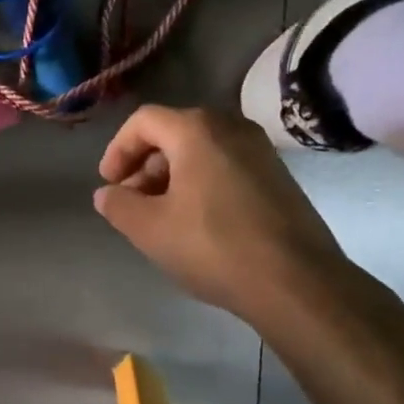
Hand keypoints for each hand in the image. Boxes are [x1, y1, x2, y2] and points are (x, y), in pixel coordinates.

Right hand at [93, 105, 351, 320]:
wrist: (296, 281)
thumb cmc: (213, 247)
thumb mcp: (150, 229)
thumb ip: (119, 205)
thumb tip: (106, 193)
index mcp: (197, 129)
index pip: (143, 121)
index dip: (118, 150)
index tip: (109, 184)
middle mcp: (232, 127)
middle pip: (174, 132)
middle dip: (145, 165)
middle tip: (132, 202)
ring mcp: (260, 150)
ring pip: (202, 150)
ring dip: (172, 175)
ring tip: (161, 215)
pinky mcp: (278, 176)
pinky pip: (227, 165)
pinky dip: (201, 182)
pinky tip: (197, 221)